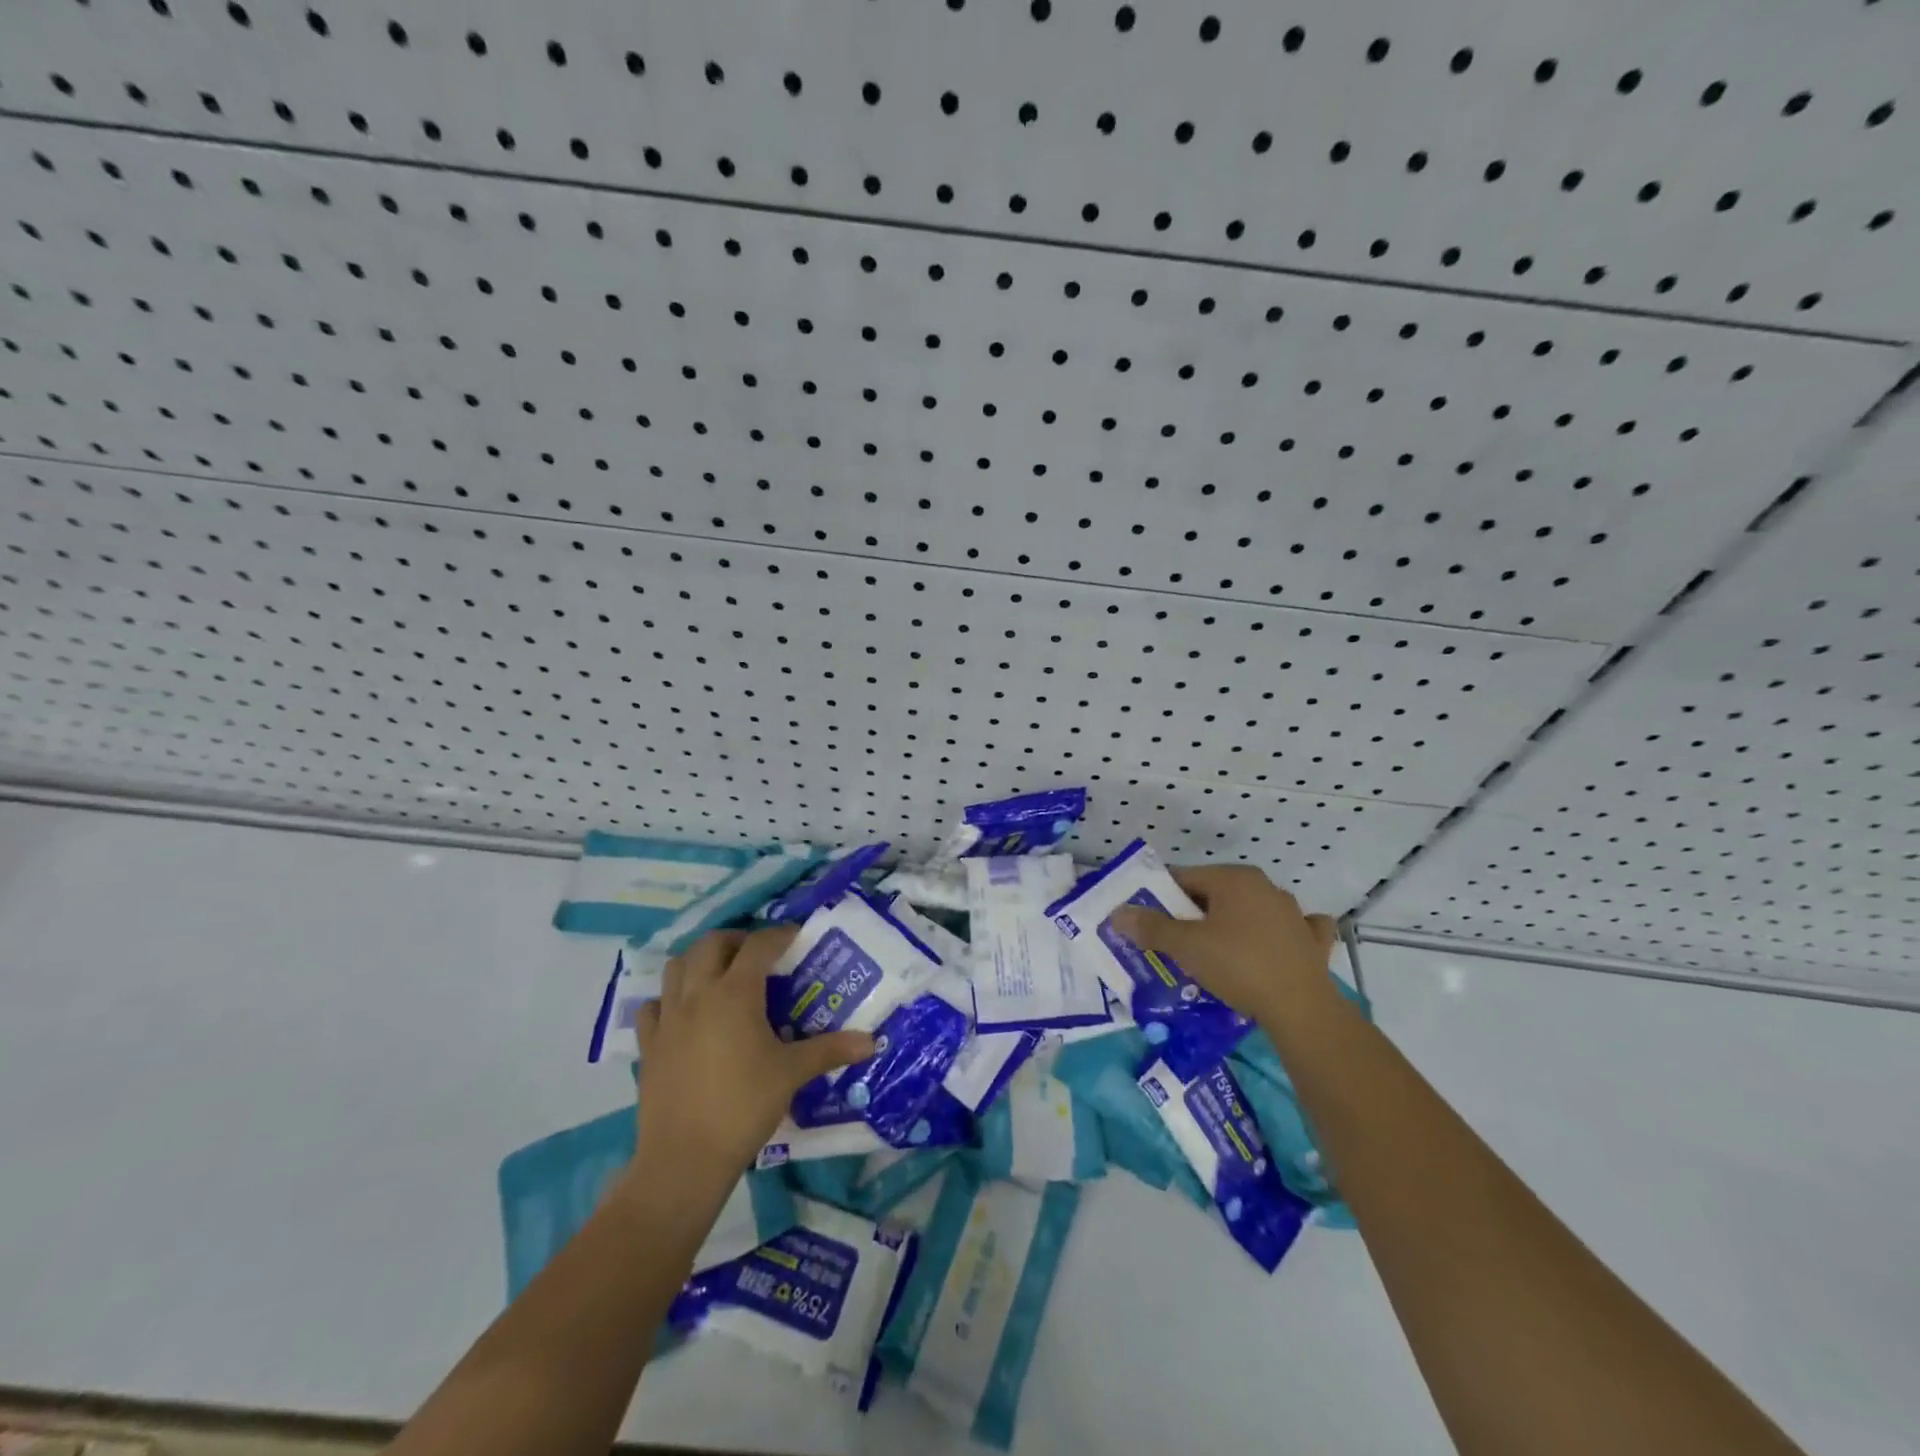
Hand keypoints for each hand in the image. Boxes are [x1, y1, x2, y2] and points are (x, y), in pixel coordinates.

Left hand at [631, 927, 874, 1187]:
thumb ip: (830, 1050)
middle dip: (736, 940)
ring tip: (721, 975)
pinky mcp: (649, 1045)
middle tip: (758, 955)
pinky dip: (669, 998)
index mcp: (735, 993)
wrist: (684, 1159)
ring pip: (677, 966)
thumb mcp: (792, 1074)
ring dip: (700, 960)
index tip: (796, 937)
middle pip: (712, 943)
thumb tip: (871, 1041)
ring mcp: (668, 1018)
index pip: (759, 945)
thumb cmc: (744, 1106)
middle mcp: (698, 994)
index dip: (779, 935)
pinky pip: (654, 1005)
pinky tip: (685, 1014)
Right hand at [1110, 865, 1338, 1025]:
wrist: (1301, 1009)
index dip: (1161, 896)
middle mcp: (1265, 887)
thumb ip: (1152, 927)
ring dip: (1231, 925)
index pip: (1185, 877)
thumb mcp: (1187, 947)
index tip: (1147, 919)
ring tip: (1212, 952)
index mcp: (1234, 879)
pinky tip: (1272, 947)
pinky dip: (1277, 936)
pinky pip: (1289, 931)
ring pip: (1250, 911)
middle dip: (1192, 914)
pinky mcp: (1312, 942)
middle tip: (1172, 941)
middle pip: (1215, 894)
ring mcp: (1293, 913)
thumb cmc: (1238, 966)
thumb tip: (1119, 913)